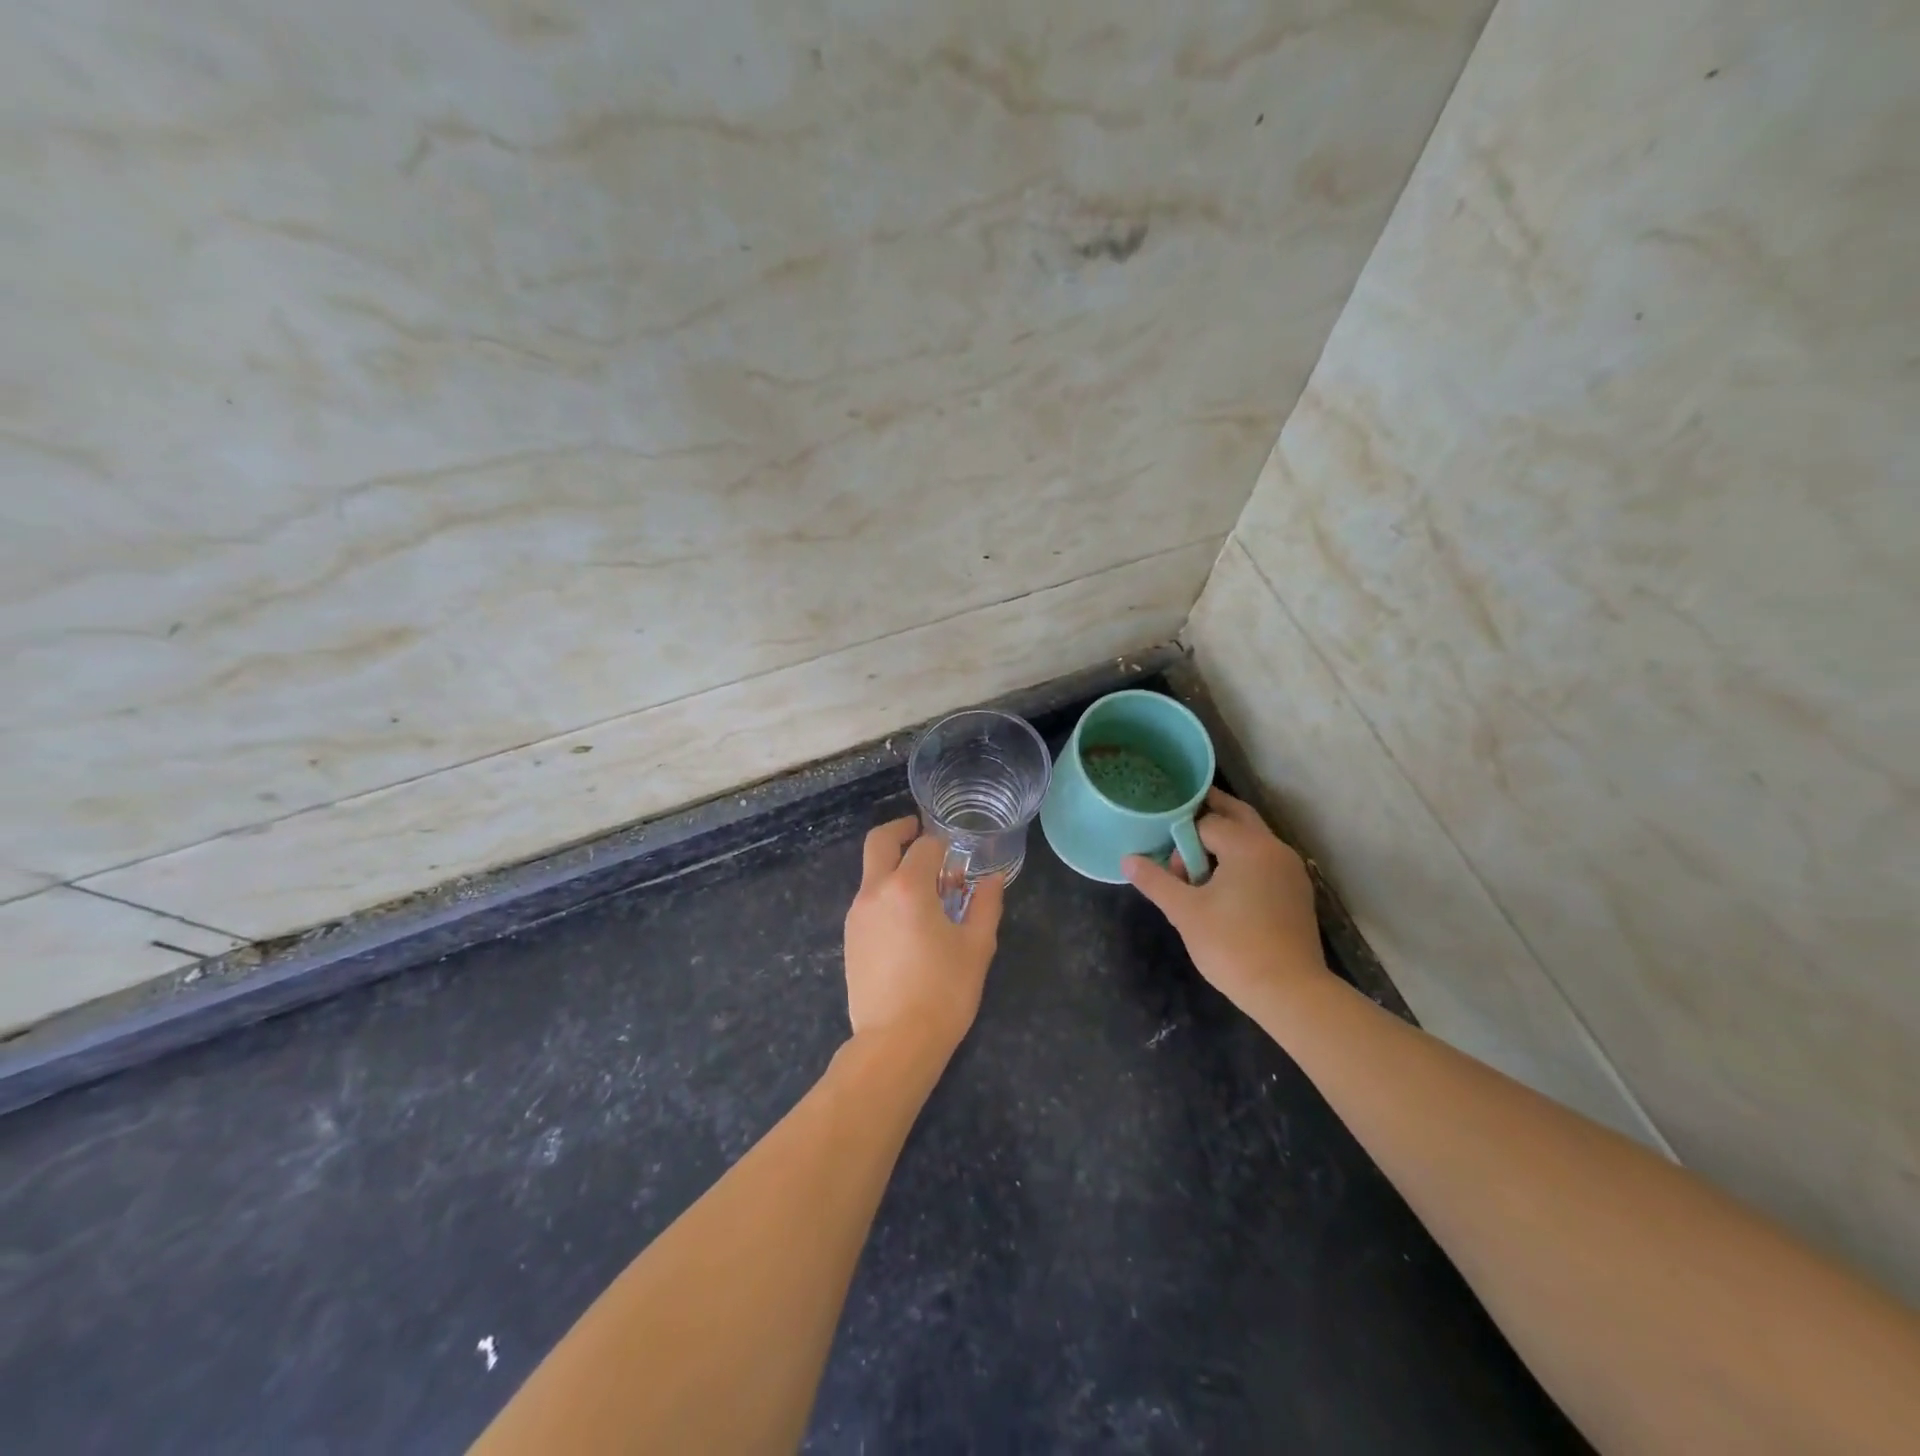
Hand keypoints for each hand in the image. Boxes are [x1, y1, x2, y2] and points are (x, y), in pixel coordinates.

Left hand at [843, 817, 1003, 1054]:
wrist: (895, 1042)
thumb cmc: (944, 991)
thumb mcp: (976, 946)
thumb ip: (985, 904)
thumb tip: (992, 878)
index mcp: (907, 887)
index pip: (925, 845)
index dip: (944, 846)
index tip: (958, 858)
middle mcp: (874, 891)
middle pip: (879, 841)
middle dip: (901, 830)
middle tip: (920, 832)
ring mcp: (857, 914)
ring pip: (871, 872)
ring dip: (894, 866)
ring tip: (925, 891)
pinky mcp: (850, 937)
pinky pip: (868, 900)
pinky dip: (886, 894)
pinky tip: (908, 922)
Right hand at [1123, 789, 1330, 1015]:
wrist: (1289, 992)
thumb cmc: (1233, 946)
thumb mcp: (1185, 912)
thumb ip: (1155, 881)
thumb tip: (1127, 860)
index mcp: (1247, 845)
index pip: (1205, 822)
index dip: (1181, 841)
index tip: (1170, 868)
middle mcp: (1274, 847)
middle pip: (1237, 816)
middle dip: (1208, 818)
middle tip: (1179, 829)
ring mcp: (1290, 869)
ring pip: (1253, 839)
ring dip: (1226, 842)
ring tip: (1199, 867)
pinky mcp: (1297, 892)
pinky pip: (1264, 860)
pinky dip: (1243, 861)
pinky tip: (1226, 888)